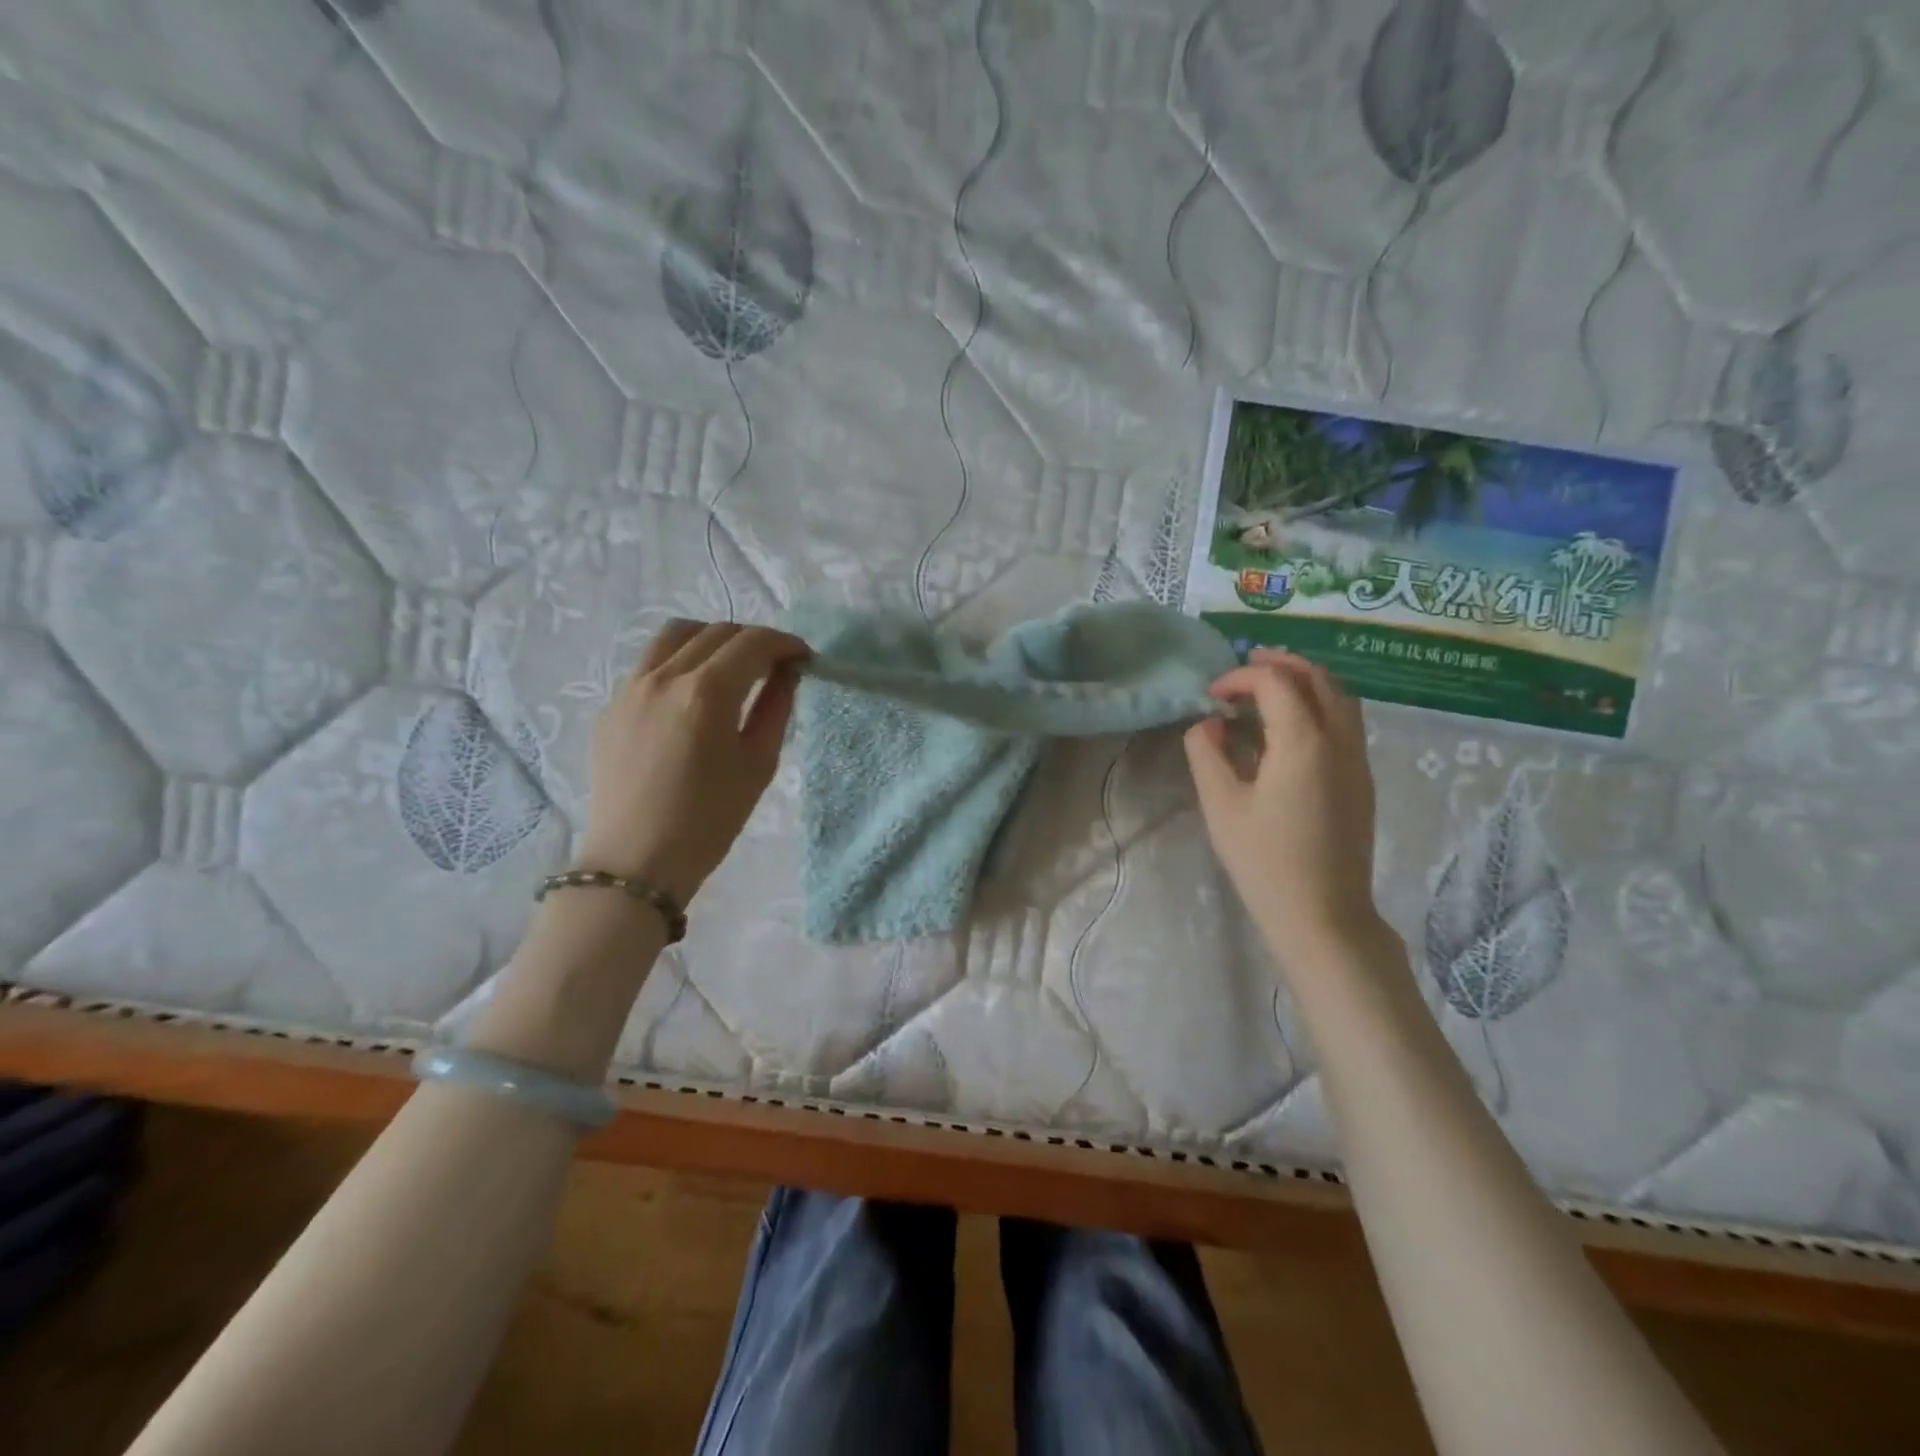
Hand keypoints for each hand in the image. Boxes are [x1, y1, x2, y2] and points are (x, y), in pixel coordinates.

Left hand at [575, 620, 809, 905]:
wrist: (636, 862)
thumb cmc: (709, 820)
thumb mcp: (757, 765)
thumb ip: (776, 709)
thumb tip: (787, 673)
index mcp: (706, 693)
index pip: (752, 644)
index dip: (785, 643)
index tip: (803, 657)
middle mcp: (664, 676)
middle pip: (715, 632)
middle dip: (753, 639)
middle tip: (775, 664)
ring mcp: (630, 688)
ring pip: (675, 635)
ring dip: (712, 639)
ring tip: (731, 665)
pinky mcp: (611, 706)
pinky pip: (650, 663)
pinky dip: (680, 661)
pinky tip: (693, 694)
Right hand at [1184, 649, 1386, 959]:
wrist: (1324, 913)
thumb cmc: (1264, 861)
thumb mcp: (1220, 805)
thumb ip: (1207, 753)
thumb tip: (1209, 723)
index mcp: (1304, 742)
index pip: (1276, 681)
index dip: (1240, 677)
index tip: (1211, 696)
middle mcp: (1340, 740)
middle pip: (1318, 677)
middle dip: (1280, 664)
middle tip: (1244, 666)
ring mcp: (1357, 759)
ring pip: (1340, 696)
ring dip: (1304, 680)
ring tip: (1268, 687)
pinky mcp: (1361, 778)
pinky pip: (1346, 720)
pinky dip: (1318, 703)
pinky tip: (1289, 725)